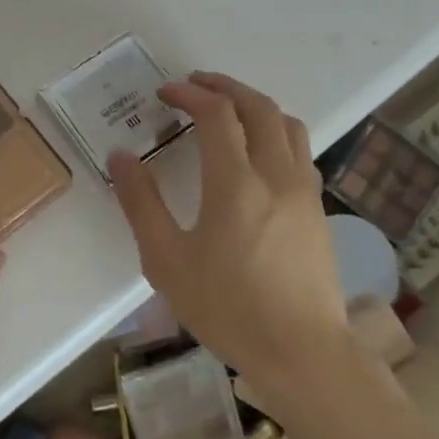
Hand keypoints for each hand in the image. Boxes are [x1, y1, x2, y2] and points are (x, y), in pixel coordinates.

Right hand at [108, 72, 346, 387]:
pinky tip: (257, 152)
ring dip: (254, 104)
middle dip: (224, 87)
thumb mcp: (166, 260)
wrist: (303, 354)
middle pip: (257, 107)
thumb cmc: (227, 308)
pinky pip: (299, 150)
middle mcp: (276, 175)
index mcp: (236, 183)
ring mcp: (303, 191)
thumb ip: (141, 203)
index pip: (216, 114)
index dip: (189, 94)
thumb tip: (121, 156)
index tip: (164, 93)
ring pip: (287, 124)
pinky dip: (274, 131)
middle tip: (194, 84)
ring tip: (227, 109)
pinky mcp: (317, 209)